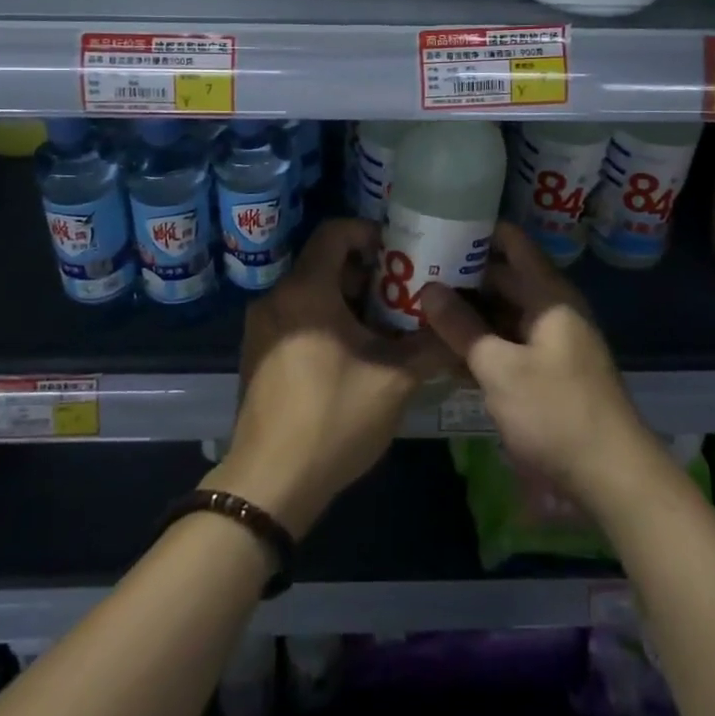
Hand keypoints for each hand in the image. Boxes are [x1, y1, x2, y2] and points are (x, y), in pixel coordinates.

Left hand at [208, 219, 447, 537]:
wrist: (269, 484)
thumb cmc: (333, 419)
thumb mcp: (394, 381)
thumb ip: (430, 346)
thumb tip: (457, 328)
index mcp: (306, 291)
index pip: (336, 231)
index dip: (371, 233)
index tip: (402, 254)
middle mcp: (277, 298)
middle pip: (325, 262)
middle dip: (368, 274)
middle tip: (405, 294)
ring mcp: (261, 327)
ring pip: (312, 292)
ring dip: (349, 300)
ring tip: (387, 327)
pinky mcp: (258, 353)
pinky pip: (298, 317)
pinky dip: (327, 320)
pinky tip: (355, 354)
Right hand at [421, 223, 652, 506]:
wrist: (611, 477)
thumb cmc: (556, 412)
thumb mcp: (499, 368)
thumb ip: (461, 326)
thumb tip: (428, 289)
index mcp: (549, 295)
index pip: (512, 243)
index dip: (478, 231)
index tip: (438, 225)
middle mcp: (551, 310)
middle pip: (503, 279)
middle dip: (462, 275)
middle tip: (414, 271)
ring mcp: (549, 343)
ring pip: (501, 315)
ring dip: (467, 313)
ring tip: (419, 307)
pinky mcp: (545, 373)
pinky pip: (507, 345)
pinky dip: (480, 344)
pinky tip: (443, 351)